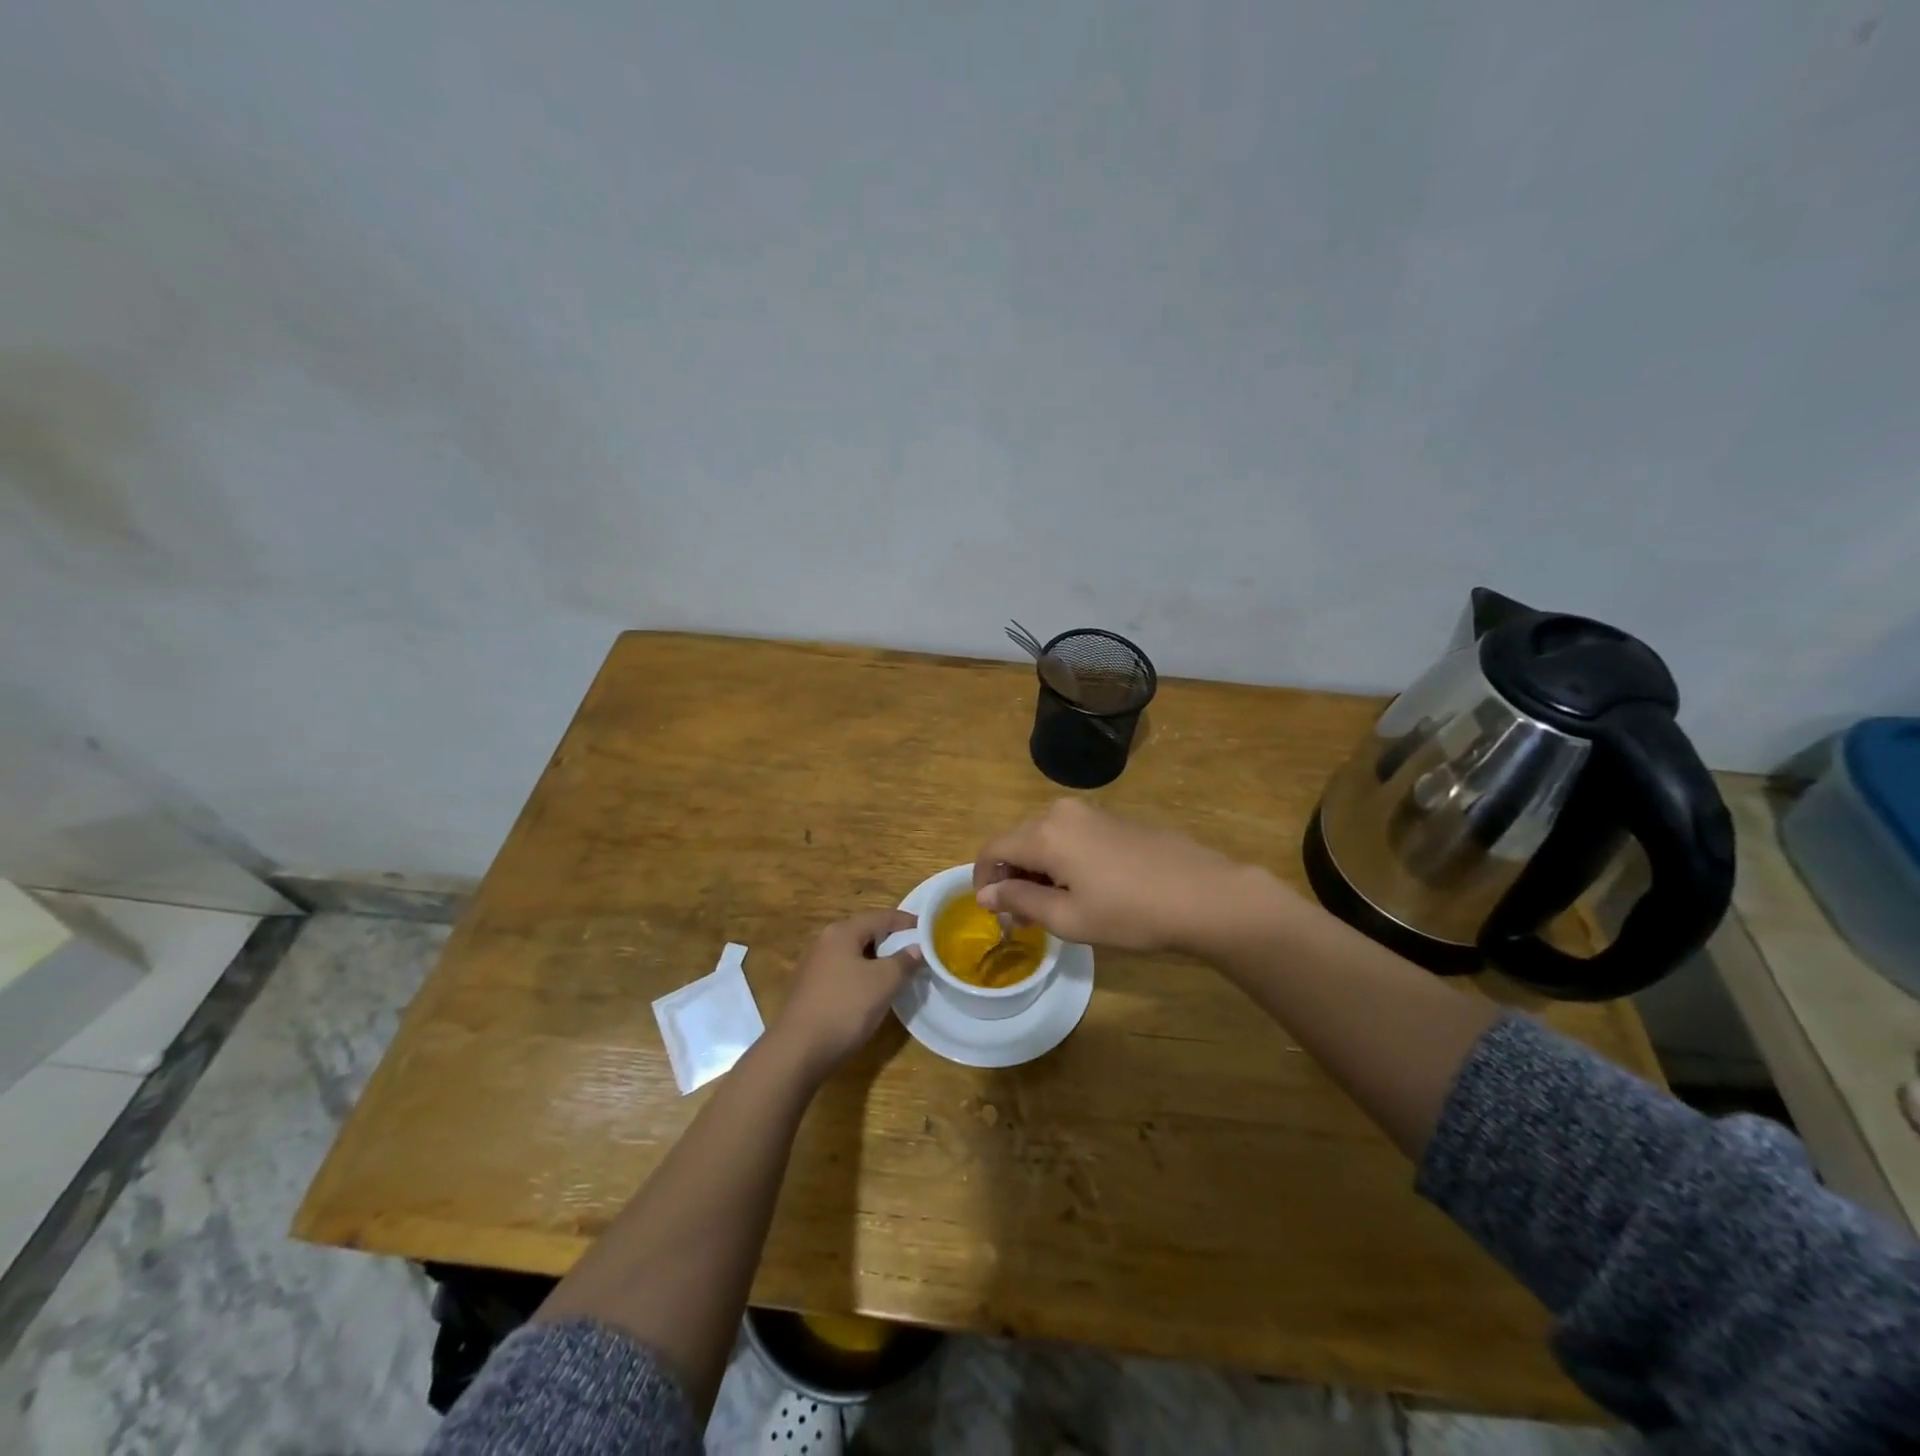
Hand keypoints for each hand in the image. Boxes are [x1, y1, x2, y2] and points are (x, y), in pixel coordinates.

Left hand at [769, 909, 919, 1078]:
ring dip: (876, 959)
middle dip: (890, 939)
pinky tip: (871, 991)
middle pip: (864, 932)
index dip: (905, 921)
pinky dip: (861, 974)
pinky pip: (843, 972)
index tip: (927, 928)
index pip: (880, 917)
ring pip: (853, 954)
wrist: (798, 1051)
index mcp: (841, 932)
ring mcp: (813, 966)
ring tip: (898, 970)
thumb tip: (917, 948)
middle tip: (914, 949)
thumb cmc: (845, 1007)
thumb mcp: (884, 982)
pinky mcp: (810, 989)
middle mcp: (824, 942)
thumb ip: (904, 961)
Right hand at [973, 799, 1294, 955]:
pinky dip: (1063, 859)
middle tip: (1026, 917)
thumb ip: (1020, 901)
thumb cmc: (1131, 914)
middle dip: (1012, 877)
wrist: (1206, 895)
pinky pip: (1072, 834)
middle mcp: (1062, 812)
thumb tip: (986, 893)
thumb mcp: (1069, 918)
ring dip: (1038, 869)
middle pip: (1017, 840)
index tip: (992, 911)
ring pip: (1045, 837)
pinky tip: (1088, 888)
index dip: (982, 879)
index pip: (992, 849)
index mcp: (1045, 833)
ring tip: (1057, 907)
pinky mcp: (1115, 818)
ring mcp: (1092, 811)